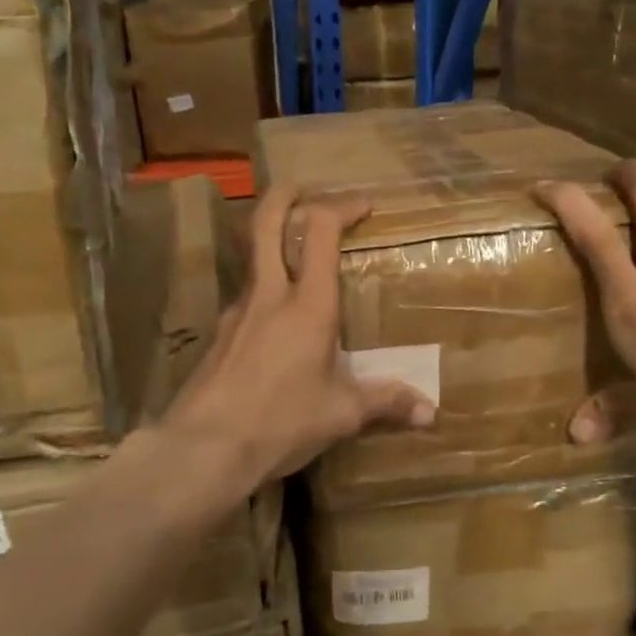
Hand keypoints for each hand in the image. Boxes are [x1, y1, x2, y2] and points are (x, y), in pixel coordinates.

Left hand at [161, 187, 435, 487]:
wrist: (205, 447)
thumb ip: (385, 403)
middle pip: (266, 224)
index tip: (362, 205)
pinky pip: (244, 297)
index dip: (341, 207)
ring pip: (251, 258)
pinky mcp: (218, 336)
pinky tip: (274, 319)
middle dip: (286, 195)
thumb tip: (430, 413)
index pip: (320, 231)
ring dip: (271, 241)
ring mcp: (236, 313)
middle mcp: (269, 296)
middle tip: (304, 189)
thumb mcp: (340, 414)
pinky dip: (262, 289)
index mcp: (308, 305)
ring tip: (295, 255)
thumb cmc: (281, 422)